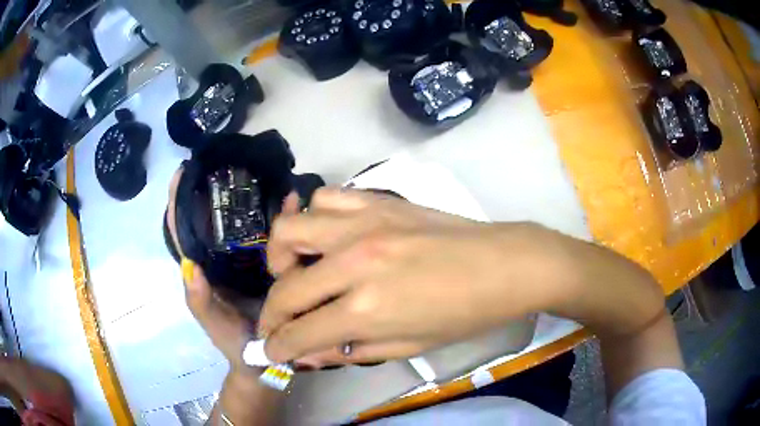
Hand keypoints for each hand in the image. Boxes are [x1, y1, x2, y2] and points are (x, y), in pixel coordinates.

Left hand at [167, 169, 284, 425]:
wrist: (267, 360)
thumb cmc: (234, 343)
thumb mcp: (214, 324)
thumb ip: (200, 301)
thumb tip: (190, 265)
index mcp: (204, 270)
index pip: (184, 231)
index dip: (178, 202)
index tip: (180, 173)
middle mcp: (223, 259)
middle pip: (214, 219)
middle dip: (216, 189)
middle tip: (227, 161)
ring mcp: (248, 260)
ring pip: (246, 223)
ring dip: (252, 199)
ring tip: (262, 173)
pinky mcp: (271, 264)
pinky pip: (274, 236)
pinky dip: (281, 218)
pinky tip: (294, 202)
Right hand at [259, 188, 573, 365]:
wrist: (503, 266)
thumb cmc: (462, 315)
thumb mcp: (407, 345)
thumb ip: (350, 350)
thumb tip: (306, 353)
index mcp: (366, 310)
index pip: (300, 333)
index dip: (278, 347)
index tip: (271, 350)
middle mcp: (353, 263)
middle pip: (285, 289)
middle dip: (271, 315)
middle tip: (277, 323)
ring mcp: (362, 224)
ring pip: (289, 229)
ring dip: (281, 256)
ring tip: (294, 271)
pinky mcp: (376, 201)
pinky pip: (325, 198)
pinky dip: (315, 219)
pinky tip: (327, 237)